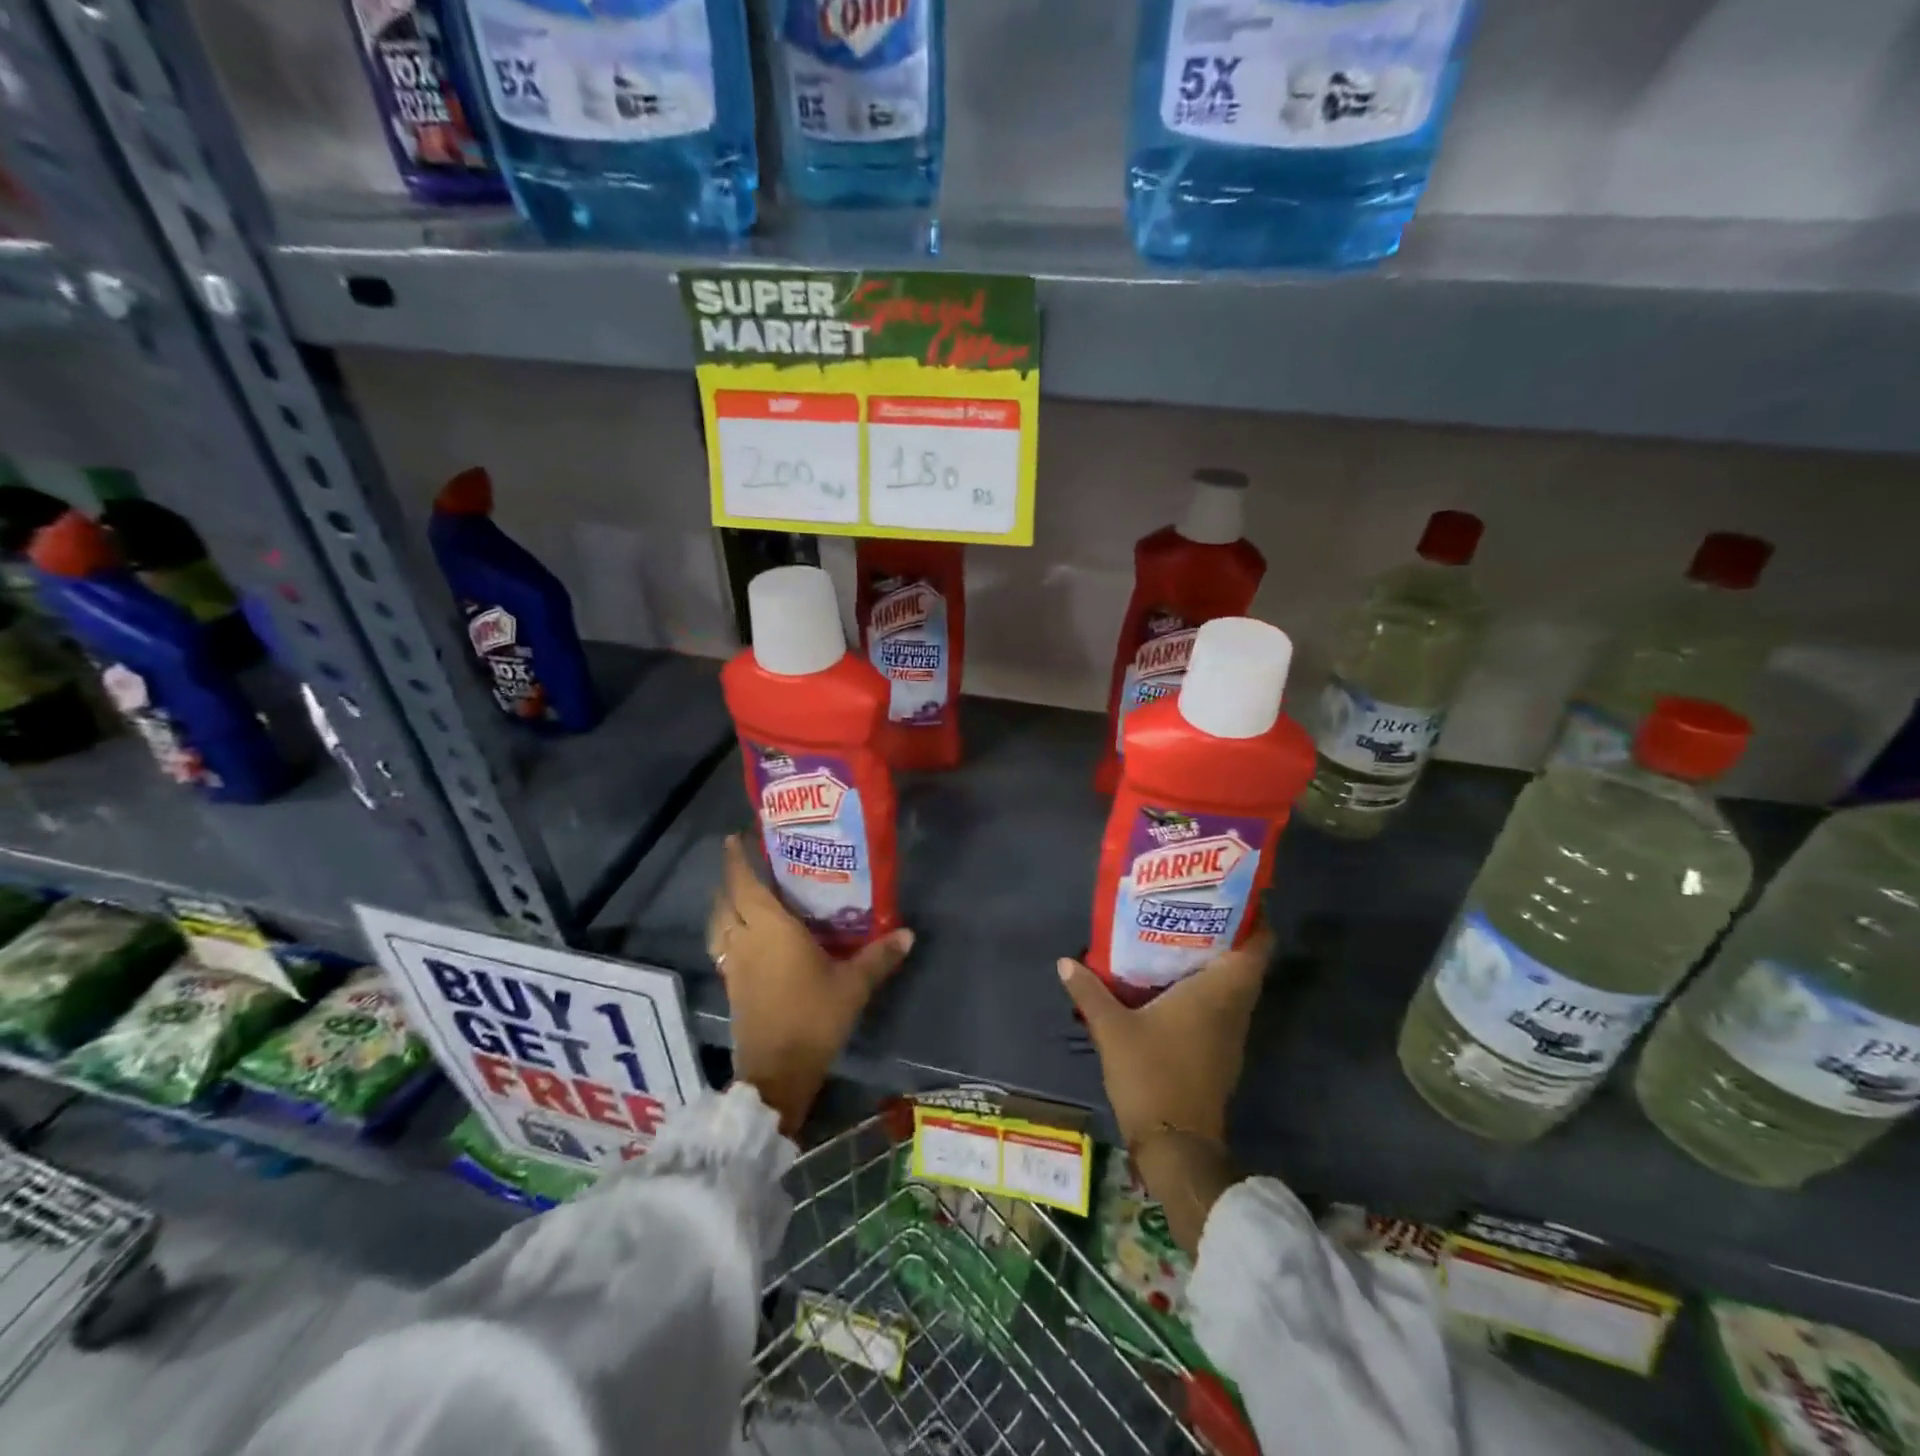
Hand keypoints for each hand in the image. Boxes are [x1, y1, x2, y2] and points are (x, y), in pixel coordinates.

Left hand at [708, 835, 913, 1136]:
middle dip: (730, 878)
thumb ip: (879, 957)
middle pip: (726, 901)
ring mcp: (734, 965)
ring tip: (742, 896)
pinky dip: (728, 932)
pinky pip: (723, 946)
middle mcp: (745, 940)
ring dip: (725, 906)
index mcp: (770, 928)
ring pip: (719, 925)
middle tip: (748, 863)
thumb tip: (908, 934)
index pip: (745, 884)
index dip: (737, 859)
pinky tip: (746, 937)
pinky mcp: (732, 987)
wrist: (777, 1072)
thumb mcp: (853, 985)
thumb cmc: (814, 1017)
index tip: (736, 837)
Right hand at [1056, 919, 1273, 1148]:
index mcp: (1219, 991)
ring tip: (1176, 934)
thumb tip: (1065, 961)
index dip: (1251, 916)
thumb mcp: (1113, 1029)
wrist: (1177, 1145)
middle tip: (1189, 906)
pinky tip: (1173, 980)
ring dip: (1214, 960)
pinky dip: (1207, 986)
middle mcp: (1234, 1006)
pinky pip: (1223, 1004)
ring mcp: (1231, 1032)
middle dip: (1224, 931)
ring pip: (1234, 983)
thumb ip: (1090, 991)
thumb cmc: (1152, 1075)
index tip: (1226, 893)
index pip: (1257, 945)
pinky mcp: (1222, 1050)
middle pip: (1245, 959)